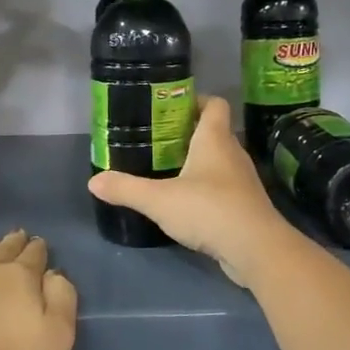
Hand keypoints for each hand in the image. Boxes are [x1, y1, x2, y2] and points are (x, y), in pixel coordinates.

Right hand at [86, 97, 293, 284]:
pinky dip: (207, 188)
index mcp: (215, 139)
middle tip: (159, 140)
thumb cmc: (209, 210)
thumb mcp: (159, 200)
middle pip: (215, 131)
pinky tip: (187, 202)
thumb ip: (126, 189)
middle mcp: (233, 153)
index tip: (171, 108)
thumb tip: (93, 181)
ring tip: (168, 170)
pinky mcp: (246, 205)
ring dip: (198, 162)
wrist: (256, 249)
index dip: (196, 100)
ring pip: (220, 160)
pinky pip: (224, 187)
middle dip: (189, 133)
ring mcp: (243, 180)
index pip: (214, 104)